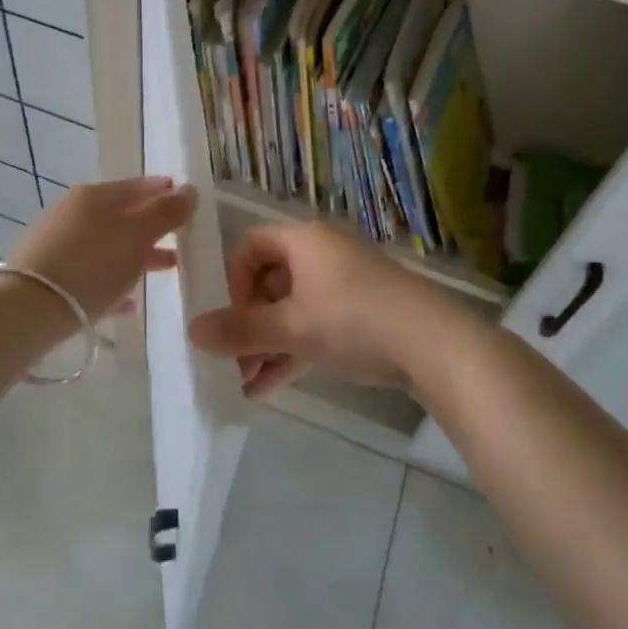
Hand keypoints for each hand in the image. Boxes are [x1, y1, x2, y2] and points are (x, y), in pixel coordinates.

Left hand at [8, 177, 196, 322]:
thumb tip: (190, 190)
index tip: (190, 203)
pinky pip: (92, 274)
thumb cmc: (91, 265)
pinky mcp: (50, 277)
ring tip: (167, 269)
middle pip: (124, 215)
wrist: (28, 310)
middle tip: (184, 238)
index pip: (139, 185)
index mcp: (95, 195)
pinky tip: (130, 303)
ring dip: (138, 254)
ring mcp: (59, 244)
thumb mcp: (136, 235)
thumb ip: (166, 212)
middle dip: (155, 225)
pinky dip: (114, 281)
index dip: (166, 191)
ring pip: (109, 244)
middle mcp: (75, 212)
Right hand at [189, 222, 473, 398]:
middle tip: (234, 360)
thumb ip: (241, 330)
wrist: (436, 345)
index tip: (231, 318)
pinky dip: (294, 350)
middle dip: (249, 323)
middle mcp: (323, 254)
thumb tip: (191, 331)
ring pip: (293, 309)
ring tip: (246, 383)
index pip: (251, 246)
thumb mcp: (292, 328)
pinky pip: (316, 325)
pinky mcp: (363, 312)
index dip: (233, 280)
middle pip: (271, 281)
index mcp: (304, 241)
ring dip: (268, 344)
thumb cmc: (355, 321)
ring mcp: (345, 284)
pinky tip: (270, 387)